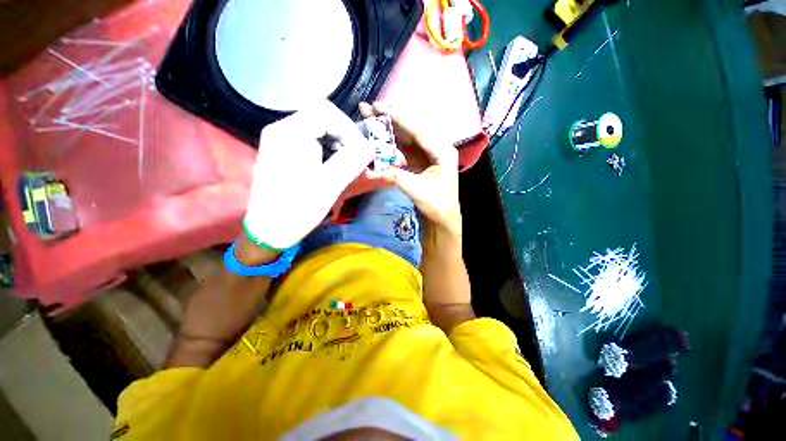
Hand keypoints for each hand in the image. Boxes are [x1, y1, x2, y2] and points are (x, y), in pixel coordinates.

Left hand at [243, 101, 373, 249]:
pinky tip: (331, 169)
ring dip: (338, 145)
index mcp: (289, 134)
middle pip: (322, 118)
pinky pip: (312, 142)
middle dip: (344, 137)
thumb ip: (352, 161)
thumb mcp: (329, 185)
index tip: (361, 152)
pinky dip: (328, 152)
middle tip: (354, 160)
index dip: (349, 129)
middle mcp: (282, 130)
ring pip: (319, 130)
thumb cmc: (297, 209)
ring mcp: (282, 141)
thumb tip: (370, 147)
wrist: (268, 231)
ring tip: (344, 167)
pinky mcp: (285, 153)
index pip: (326, 112)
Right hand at [361, 102, 461, 235]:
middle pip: (411, 129)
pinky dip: (391, 144)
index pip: (419, 130)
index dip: (398, 118)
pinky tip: (379, 138)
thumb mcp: (417, 191)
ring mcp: (428, 153)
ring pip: (406, 137)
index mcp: (443, 152)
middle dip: (391, 118)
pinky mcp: (420, 160)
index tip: (379, 108)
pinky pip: (404, 148)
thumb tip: (370, 171)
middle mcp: (437, 147)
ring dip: (389, 128)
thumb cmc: (437, 205)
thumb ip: (396, 178)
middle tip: (369, 108)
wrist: (443, 217)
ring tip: (370, 118)